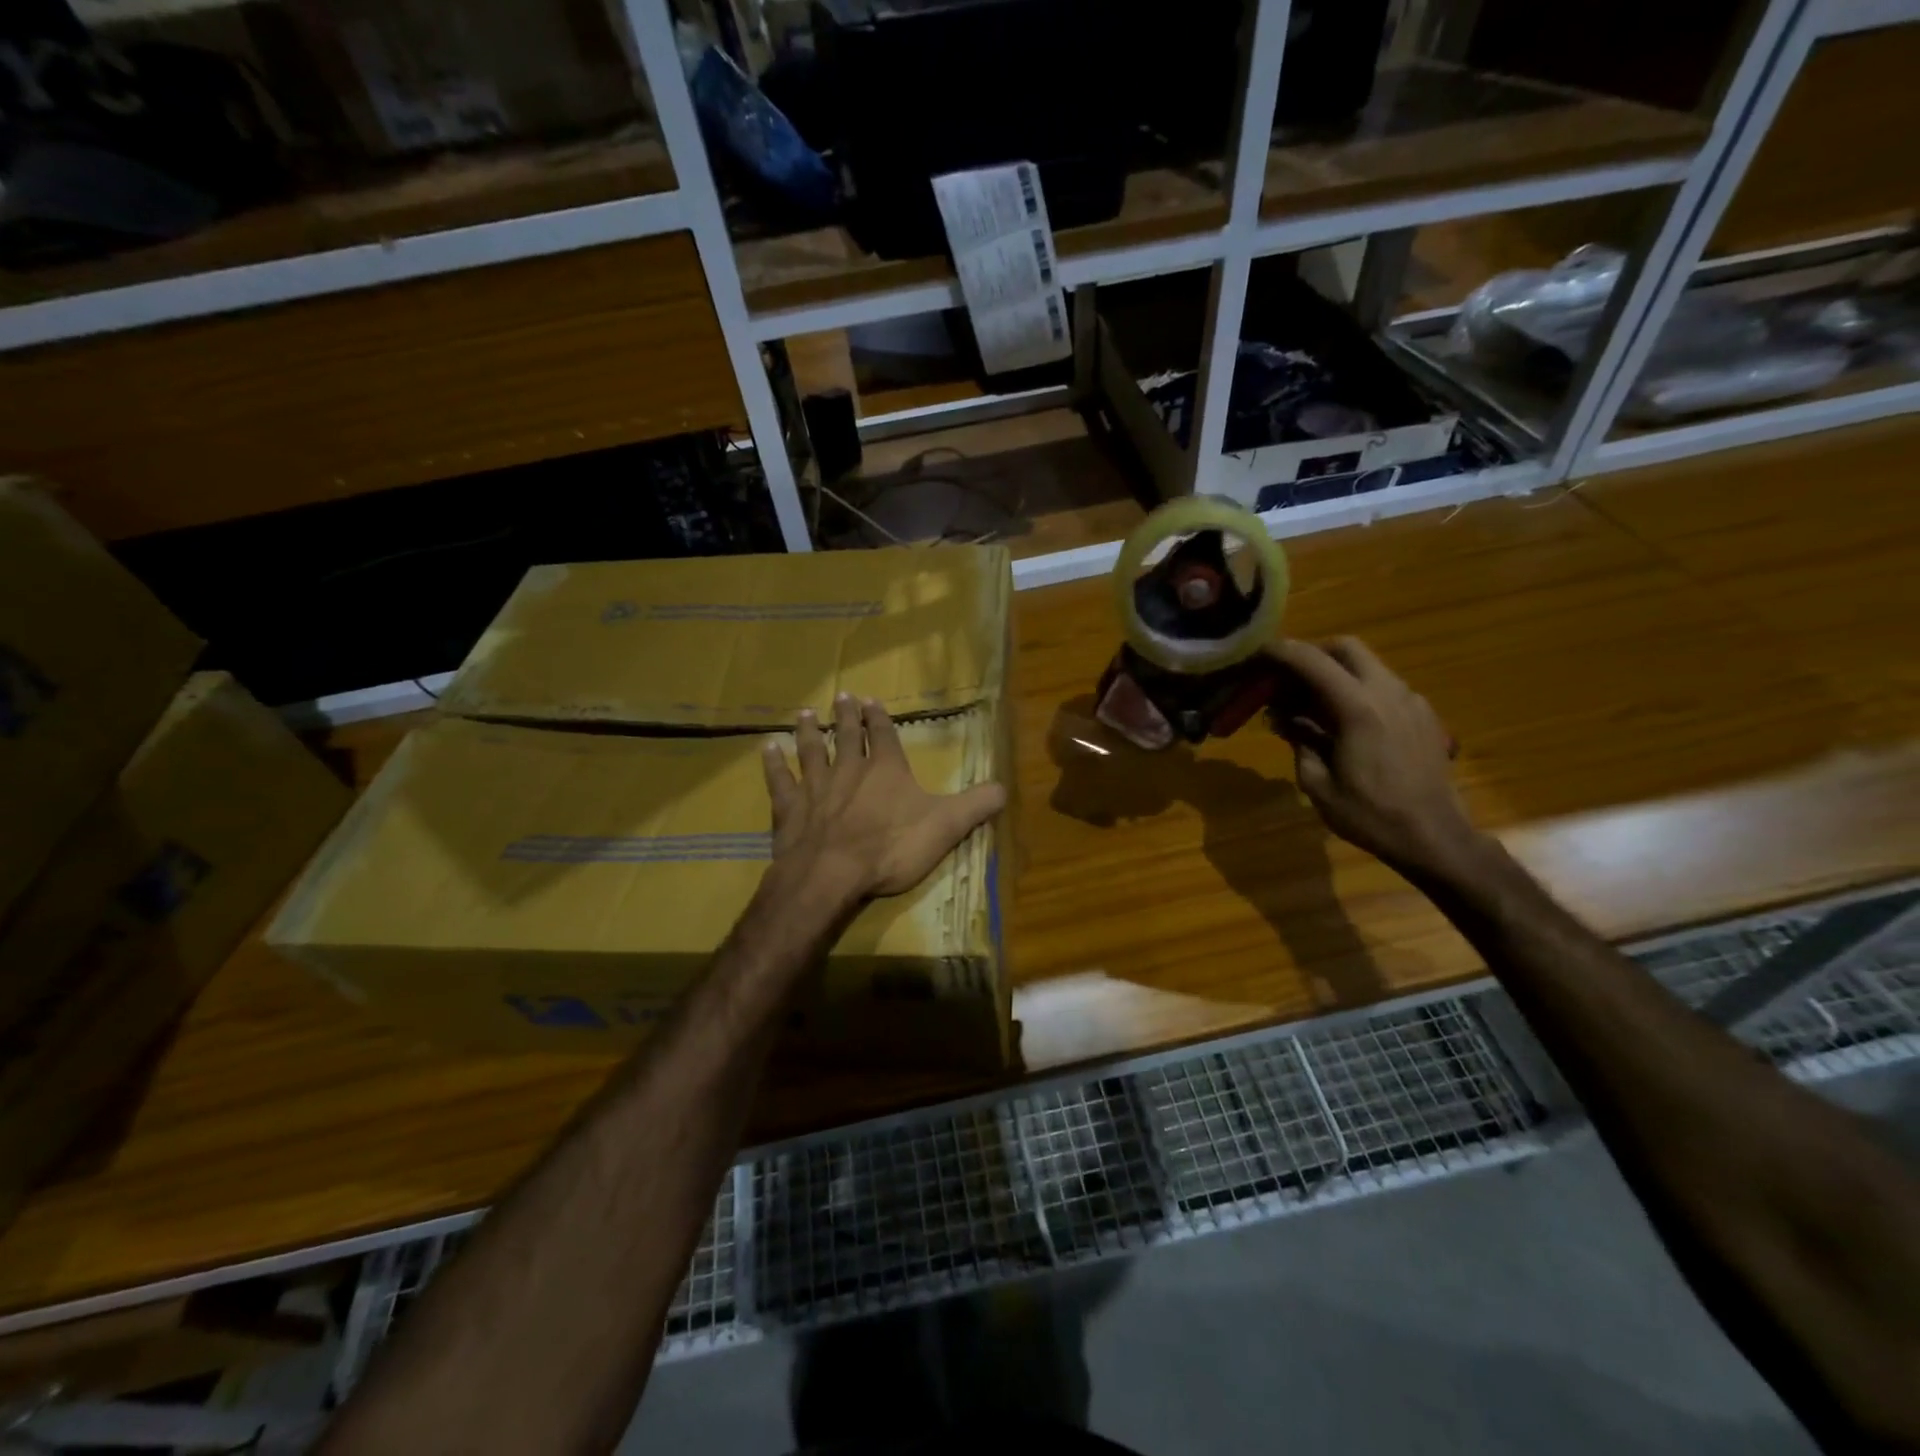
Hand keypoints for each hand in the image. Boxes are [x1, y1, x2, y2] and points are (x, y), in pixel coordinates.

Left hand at [761, 693, 1006, 908]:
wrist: (832, 874)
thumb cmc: (891, 848)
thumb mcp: (946, 827)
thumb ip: (976, 805)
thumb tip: (1006, 787)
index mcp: (886, 770)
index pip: (884, 736)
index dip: (880, 718)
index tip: (872, 700)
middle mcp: (849, 769)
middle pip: (847, 735)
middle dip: (846, 715)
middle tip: (842, 695)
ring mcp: (815, 787)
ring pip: (811, 750)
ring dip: (809, 731)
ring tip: (806, 713)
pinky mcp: (789, 808)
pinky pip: (779, 780)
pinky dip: (772, 763)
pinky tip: (767, 748)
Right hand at [1268, 638, 1480, 878]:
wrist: (1435, 838)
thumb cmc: (1370, 815)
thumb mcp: (1318, 784)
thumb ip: (1300, 741)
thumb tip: (1284, 718)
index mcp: (1359, 709)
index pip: (1313, 662)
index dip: (1282, 652)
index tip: (1258, 652)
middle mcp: (1388, 694)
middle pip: (1347, 648)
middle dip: (1313, 653)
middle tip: (1287, 677)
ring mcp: (1411, 702)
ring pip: (1368, 665)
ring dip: (1336, 673)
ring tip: (1310, 705)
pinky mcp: (1423, 715)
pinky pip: (1384, 687)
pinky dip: (1357, 690)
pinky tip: (1344, 723)